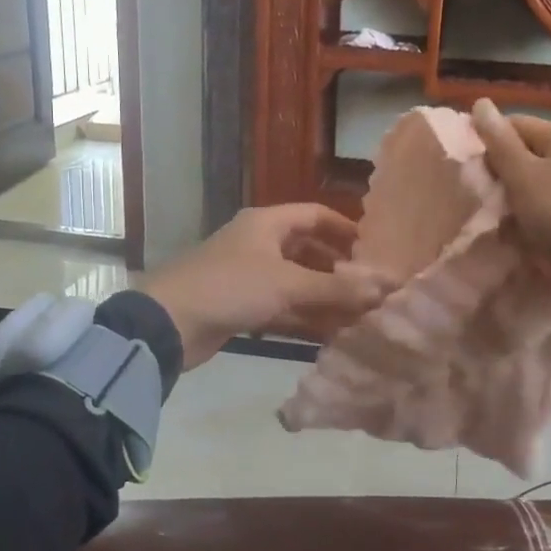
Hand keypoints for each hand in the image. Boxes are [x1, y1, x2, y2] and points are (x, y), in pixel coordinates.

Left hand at [141, 204, 390, 369]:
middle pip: (307, 250)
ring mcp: (248, 276)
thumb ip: (335, 287)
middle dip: (338, 269)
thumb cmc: (231, 287)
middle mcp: (259, 244)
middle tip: (369, 287)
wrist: (168, 323)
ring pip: (296, 283)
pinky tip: (330, 334)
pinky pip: (281, 307)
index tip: (372, 250)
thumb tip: (382, 287)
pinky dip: (304, 318)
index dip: (344, 229)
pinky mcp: (240, 306)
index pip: (315, 215)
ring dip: (324, 298)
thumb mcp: (287, 283)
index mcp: (267, 223)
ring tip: (359, 315)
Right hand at [472, 98, 550, 295]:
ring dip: (510, 203)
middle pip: (523, 156)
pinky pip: (544, 211)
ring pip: (531, 187)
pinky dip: (528, 222)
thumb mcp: (524, 175)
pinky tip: (513, 237)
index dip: (488, 142)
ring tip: (491, 220)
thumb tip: (480, 102)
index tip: (468, 168)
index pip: (514, 124)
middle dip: (498, 176)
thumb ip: (500, 142)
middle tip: (478, 197)